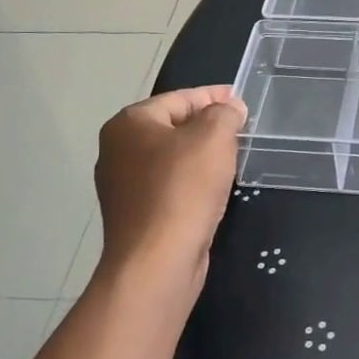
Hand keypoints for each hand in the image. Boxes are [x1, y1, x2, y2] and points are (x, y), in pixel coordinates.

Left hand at [94, 86, 246, 296]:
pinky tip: (213, 190)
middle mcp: (117, 150)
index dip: (213, 96)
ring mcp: (122, 186)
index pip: (179, 98)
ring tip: (232, 158)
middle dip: (207, 126)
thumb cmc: (183, 188)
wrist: (156, 262)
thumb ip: (224, 113)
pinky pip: (168, 186)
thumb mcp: (213, 137)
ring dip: (200, 156)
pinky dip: (191, 183)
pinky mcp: (134, 215)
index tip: (240, 101)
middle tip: (241, 129)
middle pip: (173, 127)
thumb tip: (230, 108)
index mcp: (128, 123)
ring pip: (171, 158)